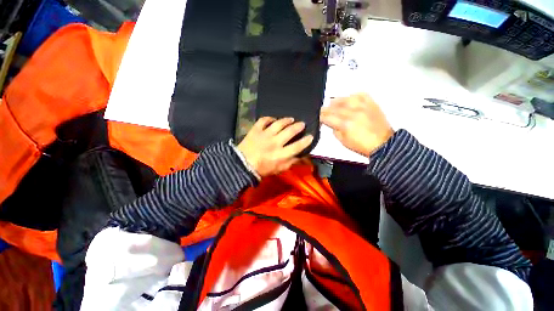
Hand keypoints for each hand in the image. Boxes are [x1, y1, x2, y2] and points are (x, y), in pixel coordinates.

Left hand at [238, 117, 313, 176]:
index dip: (306, 141)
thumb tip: (301, 157)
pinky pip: (263, 120)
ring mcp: (265, 135)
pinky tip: (273, 119)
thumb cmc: (262, 169)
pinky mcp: (255, 130)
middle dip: (298, 126)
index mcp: (281, 154)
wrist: (242, 165)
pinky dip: (269, 118)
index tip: (310, 136)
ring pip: (279, 123)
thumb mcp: (279, 170)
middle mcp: (275, 143)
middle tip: (302, 124)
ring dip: (286, 120)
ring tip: (291, 119)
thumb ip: (291, 163)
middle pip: (290, 131)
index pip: (297, 146)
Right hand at [320, 93, 393, 156]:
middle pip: (334, 107)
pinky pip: (360, 95)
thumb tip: (331, 123)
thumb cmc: (363, 145)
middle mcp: (354, 113)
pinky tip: (348, 99)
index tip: (319, 117)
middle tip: (323, 111)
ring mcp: (363, 107)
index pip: (328, 117)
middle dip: (326, 110)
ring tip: (333, 104)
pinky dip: (352, 96)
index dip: (321, 117)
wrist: (383, 144)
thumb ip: (334, 130)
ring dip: (336, 101)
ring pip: (345, 98)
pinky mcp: (372, 104)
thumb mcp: (343, 142)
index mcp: (345, 124)